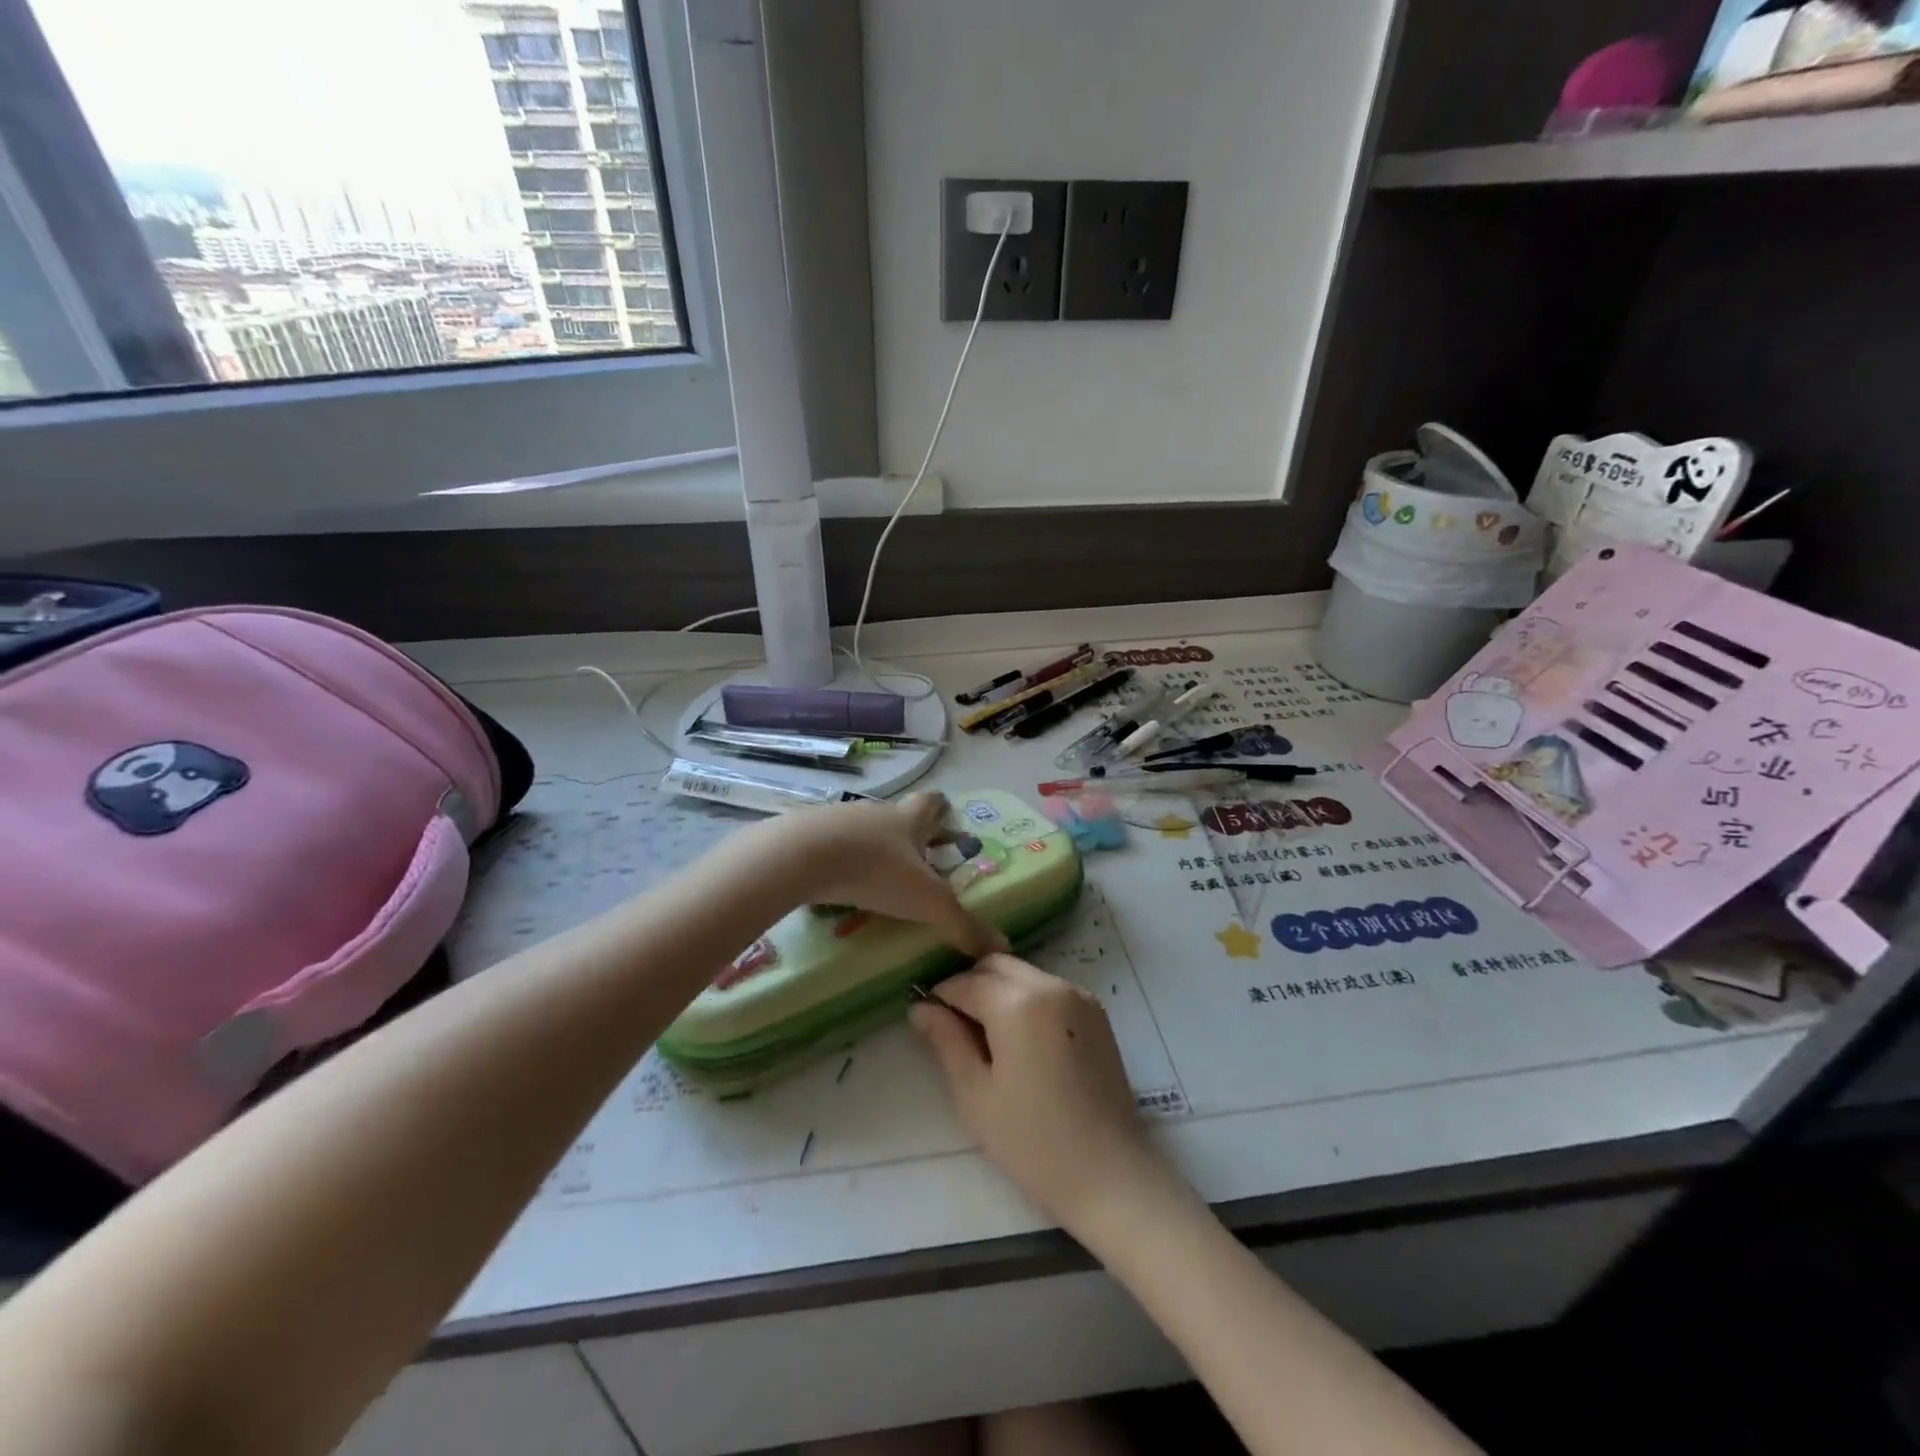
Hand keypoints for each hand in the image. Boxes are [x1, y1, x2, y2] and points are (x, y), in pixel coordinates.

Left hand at [782, 792, 1006, 959]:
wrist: (802, 855)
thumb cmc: (876, 870)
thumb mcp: (927, 902)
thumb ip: (962, 924)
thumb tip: (1002, 947)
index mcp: (909, 820)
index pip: (933, 803)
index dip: (943, 811)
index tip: (948, 822)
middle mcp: (877, 812)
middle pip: (898, 817)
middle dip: (909, 837)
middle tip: (917, 863)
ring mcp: (838, 818)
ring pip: (863, 830)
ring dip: (872, 849)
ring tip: (875, 880)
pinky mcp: (807, 834)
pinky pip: (829, 844)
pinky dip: (838, 860)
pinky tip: (835, 884)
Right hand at [910, 954, 1170, 1235]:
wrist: (1110, 1176)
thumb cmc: (1032, 1143)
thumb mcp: (975, 1095)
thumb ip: (946, 1041)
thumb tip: (921, 1008)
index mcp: (1018, 1002)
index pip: (965, 982)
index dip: (940, 997)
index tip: (927, 1020)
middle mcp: (1051, 985)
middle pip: (996, 965)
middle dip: (971, 985)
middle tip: (956, 1028)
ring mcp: (1079, 995)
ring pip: (1023, 973)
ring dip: (999, 991)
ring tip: (989, 1039)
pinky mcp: (1096, 1012)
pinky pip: (1048, 988)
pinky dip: (1027, 999)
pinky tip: (1022, 1042)